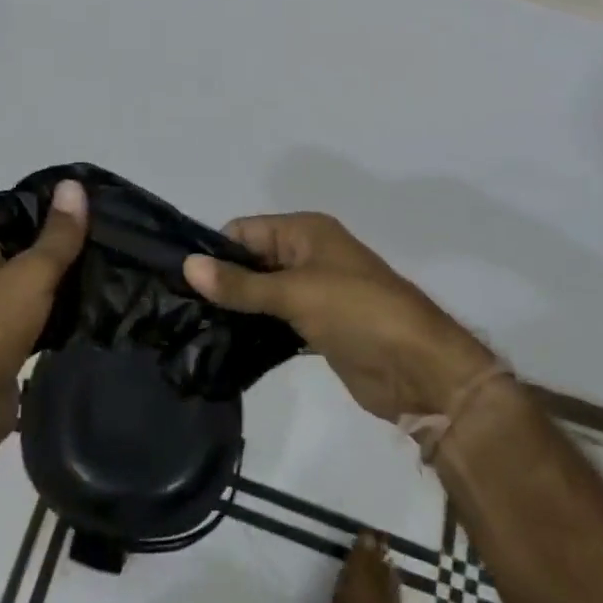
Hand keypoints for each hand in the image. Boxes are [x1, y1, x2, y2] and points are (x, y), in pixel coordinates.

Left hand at [0, 179, 87, 453]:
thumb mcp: (30, 273)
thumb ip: (58, 234)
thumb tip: (74, 184)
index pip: (17, 206)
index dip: (53, 201)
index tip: (96, 200)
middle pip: (29, 243)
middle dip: (66, 241)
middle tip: (115, 233)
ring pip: (36, 280)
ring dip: (66, 277)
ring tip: (114, 264)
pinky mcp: (6, 338)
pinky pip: (40, 313)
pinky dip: (62, 310)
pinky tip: (97, 304)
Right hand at [184, 212, 492, 421]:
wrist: (421, 371)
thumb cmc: (359, 313)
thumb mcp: (295, 293)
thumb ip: (240, 283)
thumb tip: (187, 266)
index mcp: (305, 232)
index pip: (244, 231)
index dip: (215, 252)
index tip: (181, 280)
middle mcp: (307, 254)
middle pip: (251, 259)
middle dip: (222, 280)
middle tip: (181, 307)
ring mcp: (313, 292)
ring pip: (262, 291)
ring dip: (237, 306)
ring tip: (194, 327)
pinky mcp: (317, 326)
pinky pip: (275, 319)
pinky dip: (255, 328)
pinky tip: (224, 343)